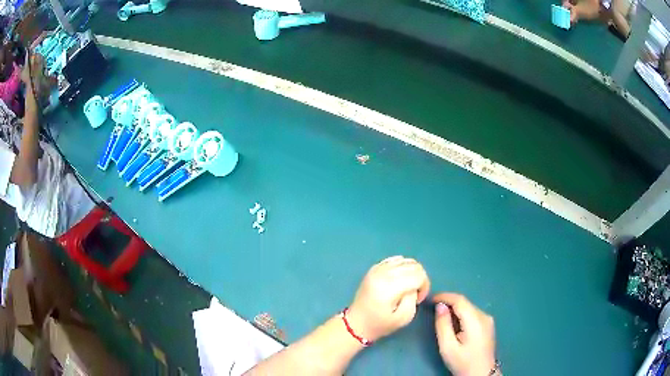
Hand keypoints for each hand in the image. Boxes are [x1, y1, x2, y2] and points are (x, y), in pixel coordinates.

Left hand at [346, 256, 429, 341]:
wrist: (356, 323)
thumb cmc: (380, 324)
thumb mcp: (404, 318)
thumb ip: (413, 299)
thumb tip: (414, 286)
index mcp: (389, 287)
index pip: (418, 275)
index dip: (424, 286)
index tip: (419, 299)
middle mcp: (383, 273)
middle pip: (414, 266)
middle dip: (420, 279)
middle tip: (415, 294)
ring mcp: (377, 268)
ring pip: (406, 260)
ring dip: (413, 272)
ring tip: (408, 287)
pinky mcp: (374, 268)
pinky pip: (395, 259)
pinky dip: (403, 267)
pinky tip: (400, 279)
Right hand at [434, 293, 495, 375]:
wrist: (481, 374)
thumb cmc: (463, 362)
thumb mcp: (448, 347)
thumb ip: (443, 325)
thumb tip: (440, 306)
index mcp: (475, 320)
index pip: (460, 300)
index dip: (444, 296)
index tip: (430, 299)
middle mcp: (484, 316)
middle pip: (465, 303)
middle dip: (448, 303)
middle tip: (432, 308)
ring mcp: (488, 320)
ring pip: (468, 308)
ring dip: (455, 309)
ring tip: (441, 316)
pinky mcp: (488, 325)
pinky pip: (472, 314)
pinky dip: (461, 314)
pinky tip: (454, 323)